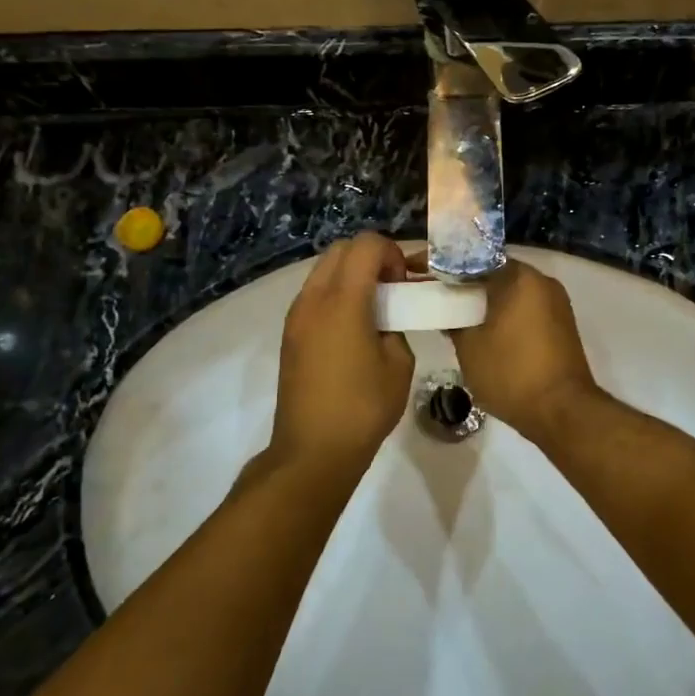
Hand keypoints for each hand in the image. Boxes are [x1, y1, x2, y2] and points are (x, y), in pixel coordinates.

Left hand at [271, 233, 414, 470]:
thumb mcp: (399, 365)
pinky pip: (314, 294)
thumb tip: (386, 318)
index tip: (404, 283)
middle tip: (391, 289)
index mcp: (343, 301)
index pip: (366, 245)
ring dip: (351, 275)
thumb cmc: (363, 408)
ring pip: (323, 269)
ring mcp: (296, 315)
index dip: (392, 253)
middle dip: (370, 257)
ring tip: (373, 309)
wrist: (313, 450)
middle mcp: (313, 298)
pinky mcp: (290, 333)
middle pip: (340, 249)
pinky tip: (352, 327)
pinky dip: (336, 293)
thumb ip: (396, 327)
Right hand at [449, 260, 599, 443]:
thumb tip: (447, 310)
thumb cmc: (511, 373)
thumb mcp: (469, 347)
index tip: (417, 273)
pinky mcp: (562, 325)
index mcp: (519, 277)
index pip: (472, 260)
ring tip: (455, 316)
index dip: (441, 267)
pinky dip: (502, 315)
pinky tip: (483, 332)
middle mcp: (542, 281)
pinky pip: (524, 309)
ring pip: (510, 292)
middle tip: (435, 296)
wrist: (563, 412)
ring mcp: (557, 303)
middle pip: (493, 274)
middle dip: (464, 285)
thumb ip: (453, 320)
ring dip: (484, 301)